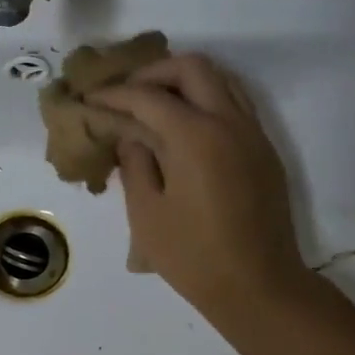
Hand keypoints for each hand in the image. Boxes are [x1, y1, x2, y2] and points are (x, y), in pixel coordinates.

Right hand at [84, 53, 306, 316]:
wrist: (258, 286)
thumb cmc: (193, 257)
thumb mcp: (147, 214)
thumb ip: (135, 164)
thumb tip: (132, 136)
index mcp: (195, 136)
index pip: (147, 97)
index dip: (114, 95)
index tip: (90, 99)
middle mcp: (229, 121)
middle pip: (192, 68)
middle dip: (154, 73)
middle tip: (126, 95)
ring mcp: (253, 133)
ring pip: (221, 80)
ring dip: (185, 82)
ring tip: (155, 105)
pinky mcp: (264, 151)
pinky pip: (236, 104)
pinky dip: (208, 100)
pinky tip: (186, 128)